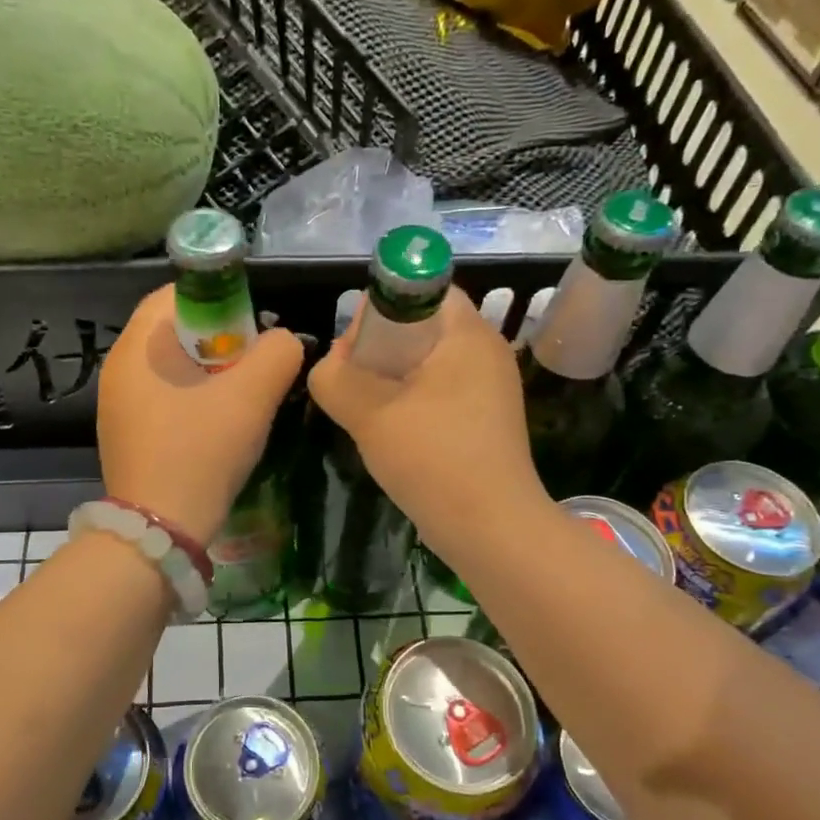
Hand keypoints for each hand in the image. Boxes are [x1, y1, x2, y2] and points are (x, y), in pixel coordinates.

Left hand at [97, 285, 304, 544]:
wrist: (160, 531)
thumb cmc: (201, 451)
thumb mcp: (252, 397)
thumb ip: (278, 353)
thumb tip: (283, 341)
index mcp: (137, 348)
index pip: (175, 295)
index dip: (220, 301)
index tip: (252, 329)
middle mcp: (119, 370)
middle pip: (175, 332)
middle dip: (221, 340)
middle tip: (254, 366)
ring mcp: (119, 406)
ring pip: (173, 369)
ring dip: (211, 374)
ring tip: (243, 398)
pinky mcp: (127, 435)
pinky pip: (165, 399)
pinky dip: (195, 400)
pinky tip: (218, 426)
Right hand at [308, 286, 546, 541]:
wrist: (491, 529)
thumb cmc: (433, 458)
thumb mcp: (368, 413)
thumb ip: (334, 378)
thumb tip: (329, 366)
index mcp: (468, 334)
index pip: (423, 290)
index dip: (381, 308)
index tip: (354, 346)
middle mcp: (486, 352)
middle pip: (423, 327)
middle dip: (380, 349)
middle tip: (351, 381)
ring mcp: (490, 389)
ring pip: (428, 364)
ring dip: (391, 380)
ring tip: (366, 410)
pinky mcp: (485, 420)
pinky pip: (439, 393)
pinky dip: (411, 403)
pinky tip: (392, 434)